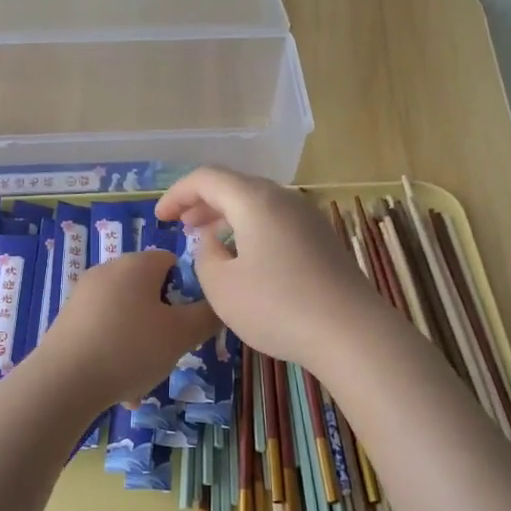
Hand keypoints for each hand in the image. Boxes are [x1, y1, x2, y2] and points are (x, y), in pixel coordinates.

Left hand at [32, 250, 219, 409]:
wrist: (63, 382)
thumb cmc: (130, 349)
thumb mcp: (182, 335)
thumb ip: (208, 316)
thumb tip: (219, 303)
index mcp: (136, 264)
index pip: (173, 262)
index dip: (188, 291)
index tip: (189, 323)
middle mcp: (107, 270)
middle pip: (149, 291)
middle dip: (163, 323)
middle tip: (169, 353)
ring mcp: (83, 295)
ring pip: (128, 317)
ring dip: (141, 345)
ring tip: (143, 379)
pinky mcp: (67, 320)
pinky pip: (104, 332)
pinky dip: (116, 353)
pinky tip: (118, 387)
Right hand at [155, 168, 387, 369]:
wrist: (350, 332)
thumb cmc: (276, 306)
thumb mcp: (222, 286)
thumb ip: (206, 256)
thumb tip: (213, 241)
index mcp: (255, 200)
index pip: (207, 178)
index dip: (177, 194)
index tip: (160, 218)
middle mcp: (284, 199)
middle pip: (236, 187)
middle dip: (204, 204)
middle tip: (183, 227)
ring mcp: (308, 219)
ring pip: (259, 205)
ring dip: (229, 218)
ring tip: (210, 242)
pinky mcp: (323, 241)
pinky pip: (278, 223)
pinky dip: (253, 231)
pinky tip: (246, 260)